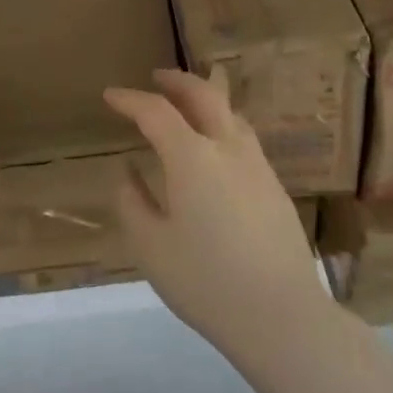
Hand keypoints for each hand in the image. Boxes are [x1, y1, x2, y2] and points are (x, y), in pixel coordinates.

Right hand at [105, 70, 330, 363]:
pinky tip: (216, 145)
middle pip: (203, 93)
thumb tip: (127, 172)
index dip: (130, 100)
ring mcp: (256, 163)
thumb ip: (133, 203)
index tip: (110, 96)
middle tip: (156, 77)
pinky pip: (243, 135)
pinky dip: (222, 123)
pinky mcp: (274, 184)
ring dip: (205, 97)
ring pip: (229, 111)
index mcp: (192, 157)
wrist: (282, 315)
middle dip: (176, 80)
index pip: (156, 111)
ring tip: (188, 103)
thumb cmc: (207, 282)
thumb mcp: (152, 248)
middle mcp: (227, 147)